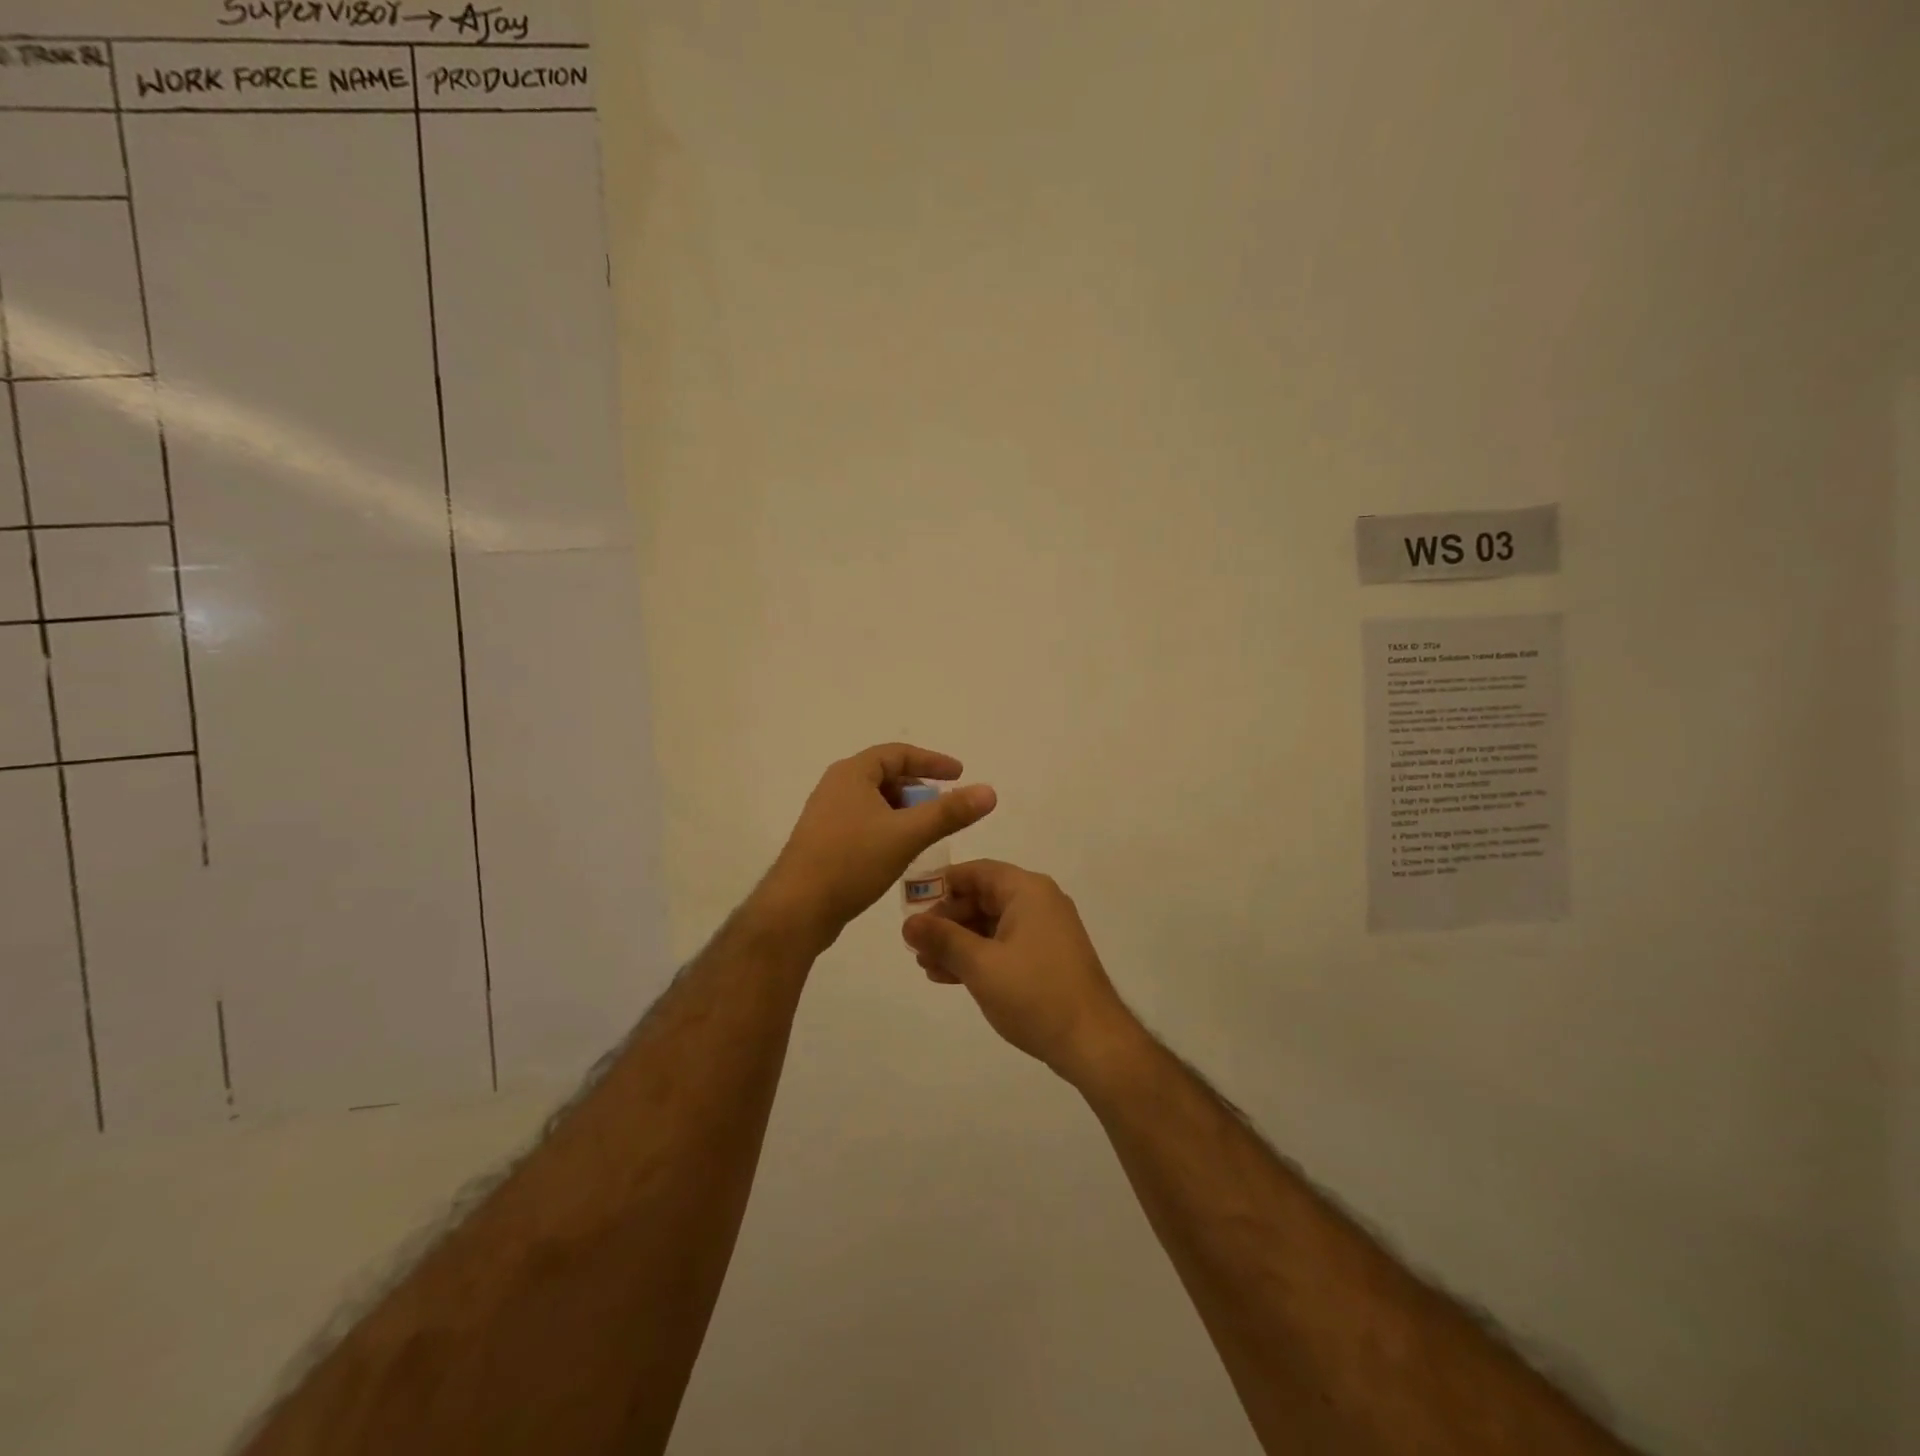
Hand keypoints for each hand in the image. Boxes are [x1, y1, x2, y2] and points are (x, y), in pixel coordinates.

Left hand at [758, 744, 996, 952]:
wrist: (796, 910)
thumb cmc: (851, 862)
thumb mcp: (907, 835)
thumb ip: (949, 812)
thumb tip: (989, 791)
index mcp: (851, 774)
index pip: (898, 754)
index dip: (932, 761)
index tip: (959, 774)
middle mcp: (835, 787)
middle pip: (885, 776)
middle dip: (918, 789)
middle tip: (944, 806)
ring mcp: (827, 816)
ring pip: (875, 803)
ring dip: (904, 812)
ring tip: (926, 832)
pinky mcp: (824, 842)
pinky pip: (864, 823)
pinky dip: (888, 829)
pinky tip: (900, 853)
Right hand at [902, 860, 1140, 1085]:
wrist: (1092, 1042)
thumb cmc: (1035, 994)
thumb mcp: (980, 965)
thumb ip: (942, 939)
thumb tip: (908, 923)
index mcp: (1027, 890)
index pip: (976, 872)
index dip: (940, 885)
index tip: (910, 906)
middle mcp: (1038, 902)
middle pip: (982, 898)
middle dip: (946, 920)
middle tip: (915, 944)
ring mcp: (1045, 931)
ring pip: (990, 925)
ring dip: (958, 942)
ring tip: (925, 965)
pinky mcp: (1046, 958)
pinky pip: (1004, 945)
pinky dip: (978, 956)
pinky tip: (950, 977)